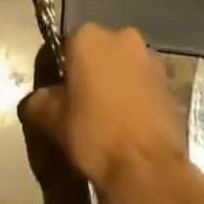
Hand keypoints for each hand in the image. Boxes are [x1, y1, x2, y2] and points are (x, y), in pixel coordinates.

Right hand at [19, 23, 186, 194]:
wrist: (147, 168)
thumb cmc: (94, 133)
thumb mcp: (54, 120)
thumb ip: (40, 102)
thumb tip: (34, 102)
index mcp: (88, 36)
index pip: (64, 45)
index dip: (58, 69)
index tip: (56, 94)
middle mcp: (121, 36)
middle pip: (97, 51)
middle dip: (89, 71)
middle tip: (80, 104)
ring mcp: (149, 57)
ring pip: (122, 65)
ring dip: (114, 81)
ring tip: (106, 115)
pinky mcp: (169, 81)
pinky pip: (142, 82)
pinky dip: (134, 95)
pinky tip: (127, 122)